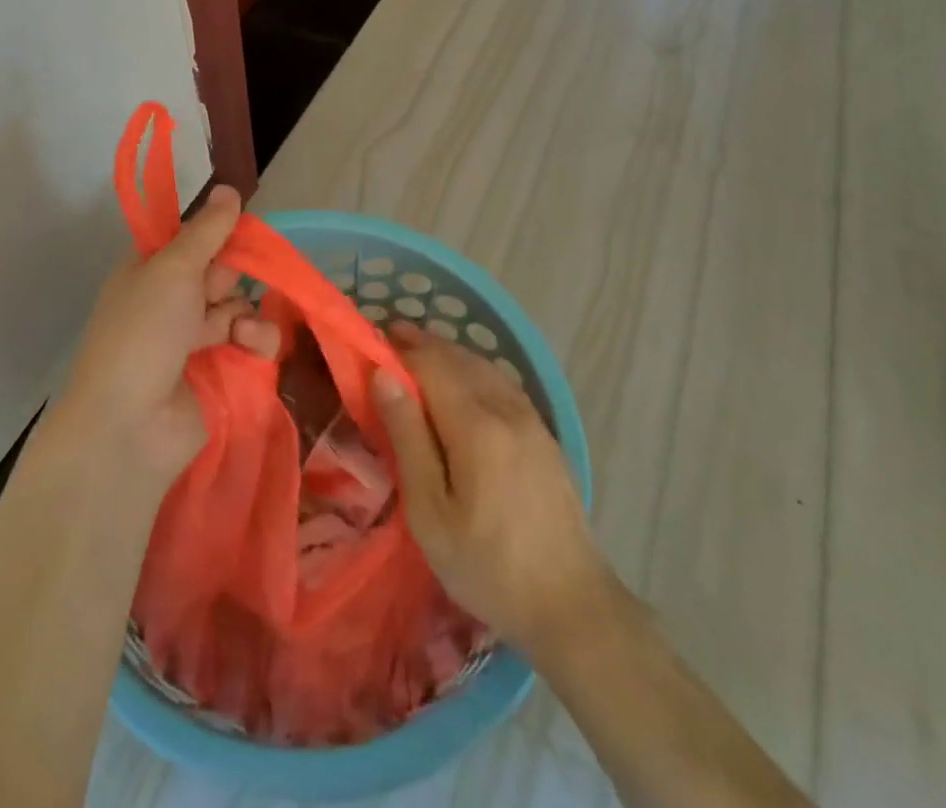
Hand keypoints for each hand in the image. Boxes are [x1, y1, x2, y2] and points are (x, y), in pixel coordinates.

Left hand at [57, 185, 278, 485]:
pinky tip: (248, 347)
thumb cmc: (142, 333)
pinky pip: (252, 342)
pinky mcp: (222, 371)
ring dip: (245, 313)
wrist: (129, 426)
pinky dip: (256, 341)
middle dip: (231, 277)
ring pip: (241, 306)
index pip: (193, 241)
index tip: (238, 232)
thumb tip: (229, 187)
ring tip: (237, 331)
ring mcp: (196, 339)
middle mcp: (173, 302)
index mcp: (151, 272)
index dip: (216, 236)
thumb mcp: (172, 269)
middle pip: (222, 272)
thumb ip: (207, 230)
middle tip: (218, 291)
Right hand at [373, 322, 611, 661]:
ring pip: (484, 367)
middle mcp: (506, 409)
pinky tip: (465, 380)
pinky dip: (475, 370)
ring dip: (449, 353)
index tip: (372, 342)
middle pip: (459, 358)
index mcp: (476, 425)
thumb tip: (383, 375)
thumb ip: (407, 437)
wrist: (573, 606)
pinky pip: (502, 384)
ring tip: (420, 353)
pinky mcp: (545, 435)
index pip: (431, 365)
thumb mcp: (431, 511)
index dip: (400, 350)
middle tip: (390, 338)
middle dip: (423, 345)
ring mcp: (531, 420)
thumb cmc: (488, 566)